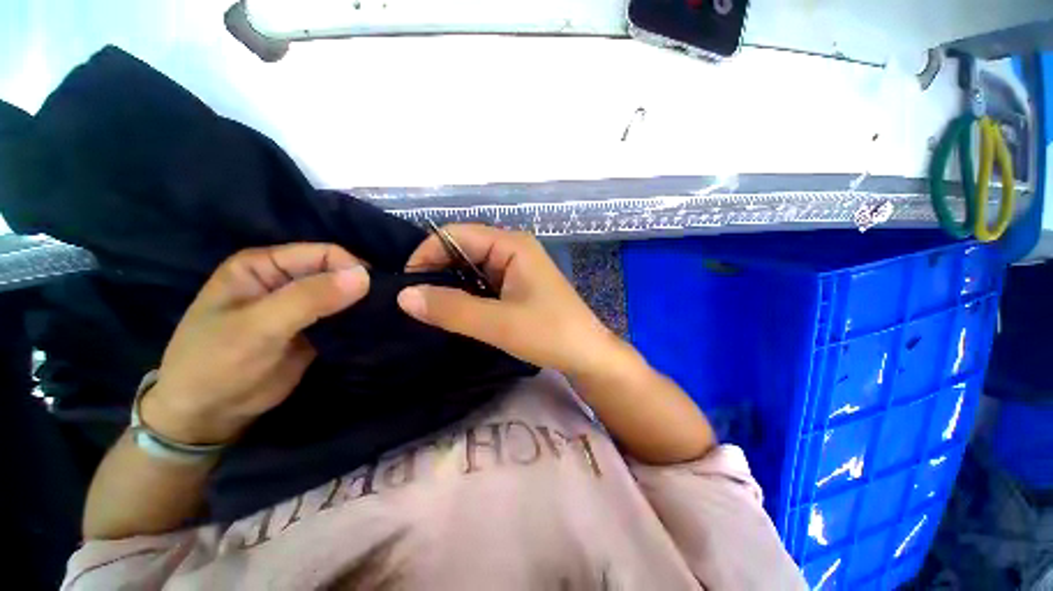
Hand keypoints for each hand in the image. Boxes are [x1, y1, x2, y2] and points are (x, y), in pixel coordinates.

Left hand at [142, 244, 369, 444]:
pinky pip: (344, 317)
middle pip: (338, 272)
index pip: (324, 254)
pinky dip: (359, 320)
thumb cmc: (217, 363)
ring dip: (363, 304)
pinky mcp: (315, 328)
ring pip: (344, 295)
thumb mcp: (258, 327)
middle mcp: (286, 279)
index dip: (351, 269)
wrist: (209, 414)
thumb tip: (364, 276)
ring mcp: (301, 305)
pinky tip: (373, 328)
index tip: (374, 293)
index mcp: (265, 265)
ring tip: (383, 317)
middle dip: (361, 287)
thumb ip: (309, 298)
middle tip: (385, 307)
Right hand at [397, 224, 618, 376]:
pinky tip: (453, 311)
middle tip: (413, 302)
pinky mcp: (515, 286)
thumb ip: (452, 309)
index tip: (406, 286)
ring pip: (470, 268)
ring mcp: (515, 268)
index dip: (426, 254)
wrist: (587, 355)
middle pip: (462, 249)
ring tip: (427, 309)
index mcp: (511, 245)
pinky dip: (464, 295)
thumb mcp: (499, 324)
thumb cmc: (550, 334)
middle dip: (436, 271)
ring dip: (449, 285)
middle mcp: (512, 249)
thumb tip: (403, 296)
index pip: (456, 234)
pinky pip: (481, 283)